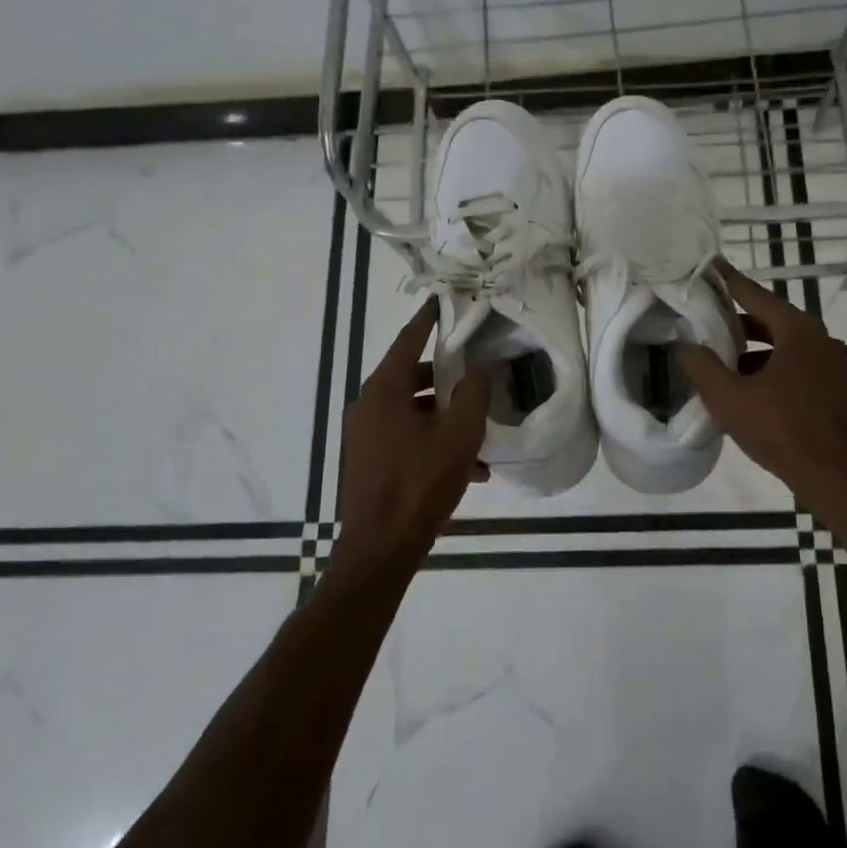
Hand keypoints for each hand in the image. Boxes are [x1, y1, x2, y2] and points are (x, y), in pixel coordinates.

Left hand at [334, 302, 487, 573]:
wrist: (380, 549)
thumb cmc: (419, 485)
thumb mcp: (458, 436)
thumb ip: (472, 395)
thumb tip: (478, 369)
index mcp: (384, 391)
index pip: (408, 339)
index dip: (429, 318)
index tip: (444, 298)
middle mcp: (369, 405)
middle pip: (411, 374)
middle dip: (445, 372)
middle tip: (477, 364)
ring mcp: (366, 434)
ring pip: (412, 408)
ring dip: (444, 411)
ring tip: (480, 423)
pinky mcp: (371, 458)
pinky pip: (406, 434)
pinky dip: (433, 437)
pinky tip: (469, 465)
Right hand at [678, 261, 846, 510]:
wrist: (842, 480)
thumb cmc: (784, 430)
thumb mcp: (731, 399)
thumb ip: (703, 368)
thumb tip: (684, 346)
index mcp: (798, 331)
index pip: (755, 295)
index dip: (729, 281)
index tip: (711, 265)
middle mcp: (821, 341)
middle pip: (771, 321)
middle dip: (737, 324)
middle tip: (706, 322)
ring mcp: (833, 368)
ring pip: (784, 349)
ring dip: (753, 353)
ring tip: (721, 365)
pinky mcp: (837, 393)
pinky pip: (797, 370)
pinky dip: (771, 372)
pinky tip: (749, 395)